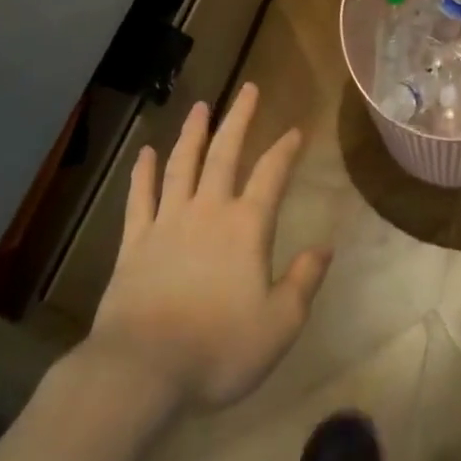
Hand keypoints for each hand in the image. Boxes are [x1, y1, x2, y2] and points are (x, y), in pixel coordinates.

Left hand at [87, 83, 331, 408]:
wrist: (141, 372)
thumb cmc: (218, 348)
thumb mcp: (279, 324)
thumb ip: (304, 281)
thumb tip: (325, 247)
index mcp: (247, 226)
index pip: (272, 174)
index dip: (285, 149)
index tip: (296, 129)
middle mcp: (208, 211)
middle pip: (225, 153)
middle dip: (239, 119)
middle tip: (248, 89)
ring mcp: (168, 223)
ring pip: (182, 165)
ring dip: (193, 133)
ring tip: (201, 106)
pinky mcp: (134, 243)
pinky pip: (139, 198)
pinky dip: (142, 173)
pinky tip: (144, 152)